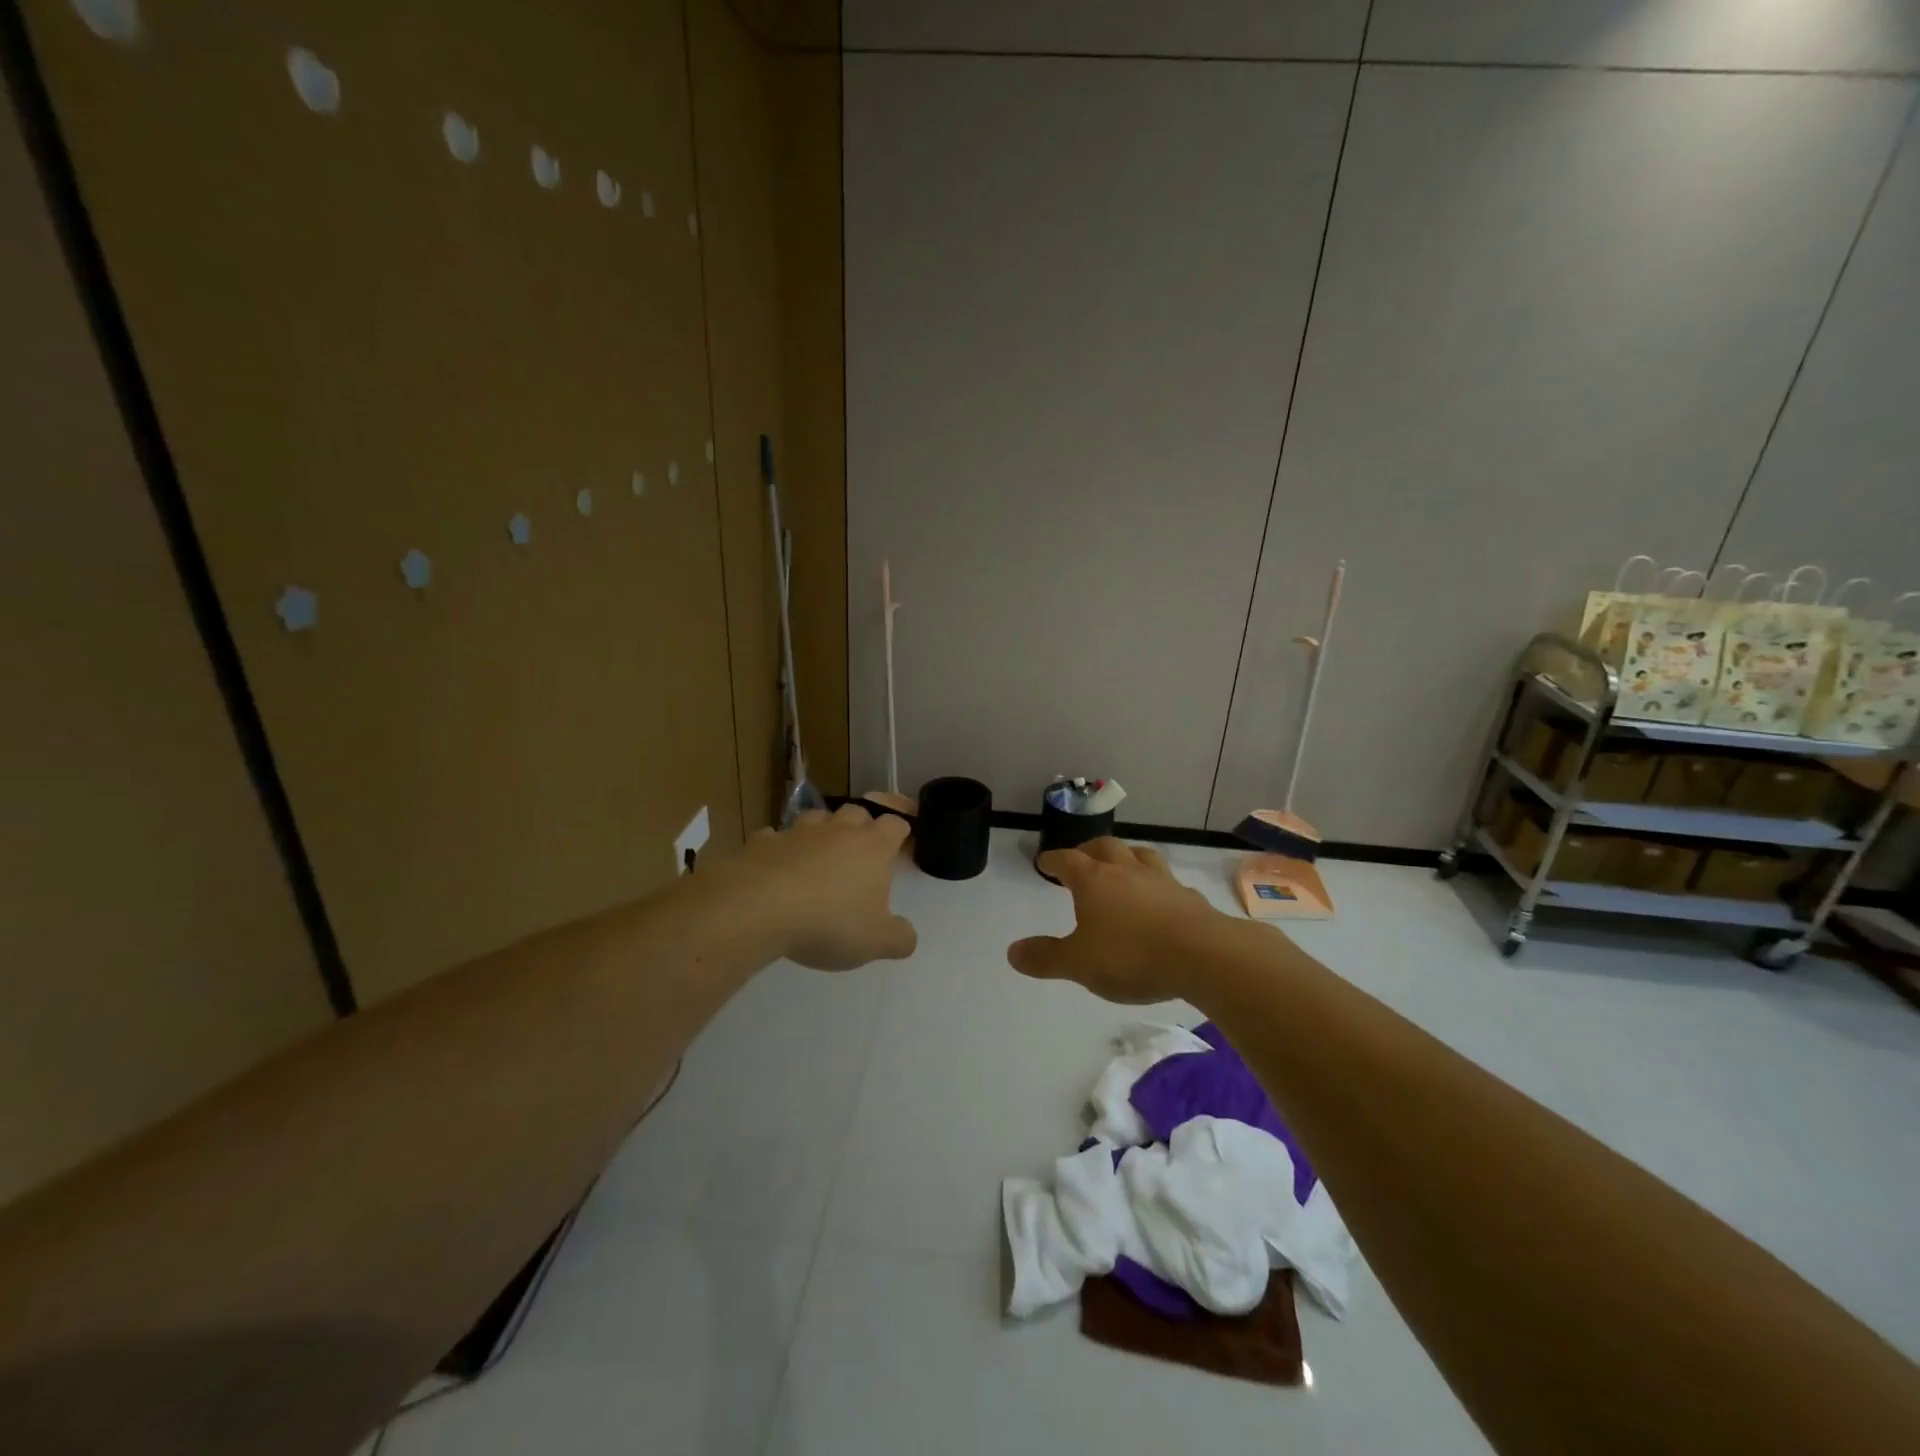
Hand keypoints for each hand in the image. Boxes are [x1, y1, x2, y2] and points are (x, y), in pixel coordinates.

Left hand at [733, 805, 917, 969]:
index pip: (895, 824)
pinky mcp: (762, 843)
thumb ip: (899, 938)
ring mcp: (797, 832)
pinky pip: (774, 838)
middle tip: (860, 850)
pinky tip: (777, 867)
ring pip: (816, 818)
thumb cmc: (829, 922)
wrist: (759, 908)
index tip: (900, 845)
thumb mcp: (875, 942)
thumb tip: (907, 936)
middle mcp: (838, 830)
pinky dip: (780, 848)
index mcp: (872, 847)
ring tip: (819, 855)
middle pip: (856, 812)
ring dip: (821, 832)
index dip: (900, 832)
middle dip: (861, 826)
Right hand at [1008, 838, 1223, 1003]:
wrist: (1204, 955)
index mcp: (1094, 880)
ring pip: (1140, 855)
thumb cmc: (1131, 955)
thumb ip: (1045, 957)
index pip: (1067, 860)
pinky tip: (1159, 898)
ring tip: (1121, 866)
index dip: (1054, 860)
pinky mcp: (1189, 897)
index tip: (1045, 862)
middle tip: (1080, 857)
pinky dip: (1155, 884)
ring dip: (1126, 856)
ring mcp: (1161, 880)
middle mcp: (1126, 871)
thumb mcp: (1079, 963)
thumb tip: (1012, 951)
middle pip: (1104, 847)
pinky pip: (1167, 881)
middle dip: (1088, 849)